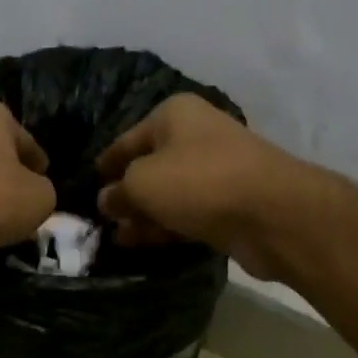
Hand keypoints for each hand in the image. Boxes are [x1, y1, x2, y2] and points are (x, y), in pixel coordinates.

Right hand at [95, 94, 314, 280]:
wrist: (270, 213)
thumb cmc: (198, 182)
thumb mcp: (142, 182)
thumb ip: (118, 191)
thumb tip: (106, 200)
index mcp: (173, 115)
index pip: (126, 140)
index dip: (105, 164)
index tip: (87, 184)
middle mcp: (195, 136)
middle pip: (148, 166)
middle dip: (124, 193)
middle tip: (99, 219)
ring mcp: (214, 172)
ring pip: (167, 194)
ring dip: (142, 214)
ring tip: (114, 237)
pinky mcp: (227, 205)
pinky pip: (185, 214)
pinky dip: (164, 226)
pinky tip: (140, 242)